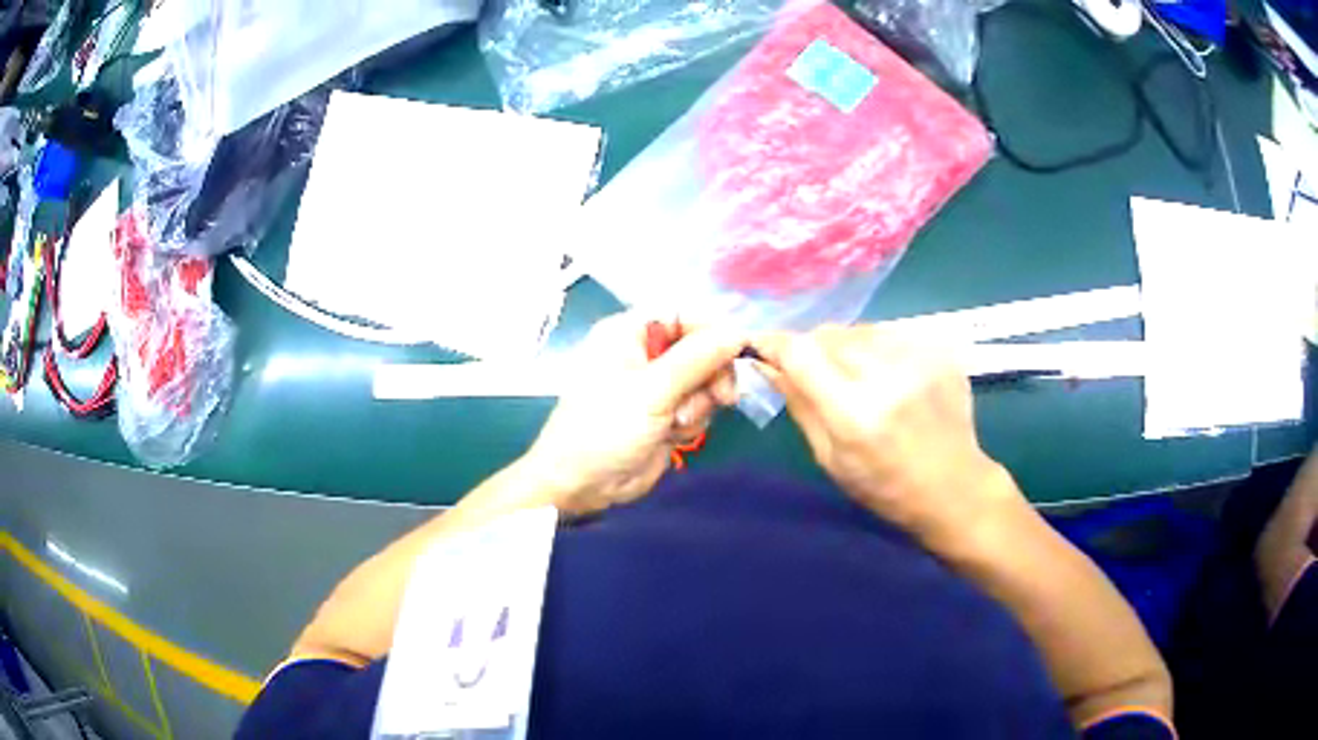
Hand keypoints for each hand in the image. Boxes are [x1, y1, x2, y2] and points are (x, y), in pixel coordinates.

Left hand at [521, 312, 742, 515]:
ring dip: (701, 403)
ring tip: (678, 423)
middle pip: (701, 347)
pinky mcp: (667, 413)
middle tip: (722, 397)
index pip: (683, 314)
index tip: (739, 349)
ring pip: (705, 380)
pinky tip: (673, 435)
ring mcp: (657, 385)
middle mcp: (644, 353)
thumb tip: (738, 331)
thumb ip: (698, 358)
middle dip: (712, 374)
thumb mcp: (652, 390)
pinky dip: (693, 421)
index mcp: (629, 332)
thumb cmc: (606, 428)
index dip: (712, 329)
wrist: (583, 485)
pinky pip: (699, 406)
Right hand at [755, 326, 1022, 545]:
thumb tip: (769, 365)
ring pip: (859, 329)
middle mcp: (887, 375)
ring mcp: (919, 357)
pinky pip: (890, 332)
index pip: (801, 352)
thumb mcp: (831, 459)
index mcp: (855, 413)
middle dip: (813, 350)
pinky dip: (878, 348)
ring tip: (858, 377)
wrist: (954, 487)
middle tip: (816, 374)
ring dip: (847, 347)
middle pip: (828, 335)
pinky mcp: (939, 350)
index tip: (763, 347)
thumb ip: (801, 405)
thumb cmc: (886, 487)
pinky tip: (889, 376)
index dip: (776, 345)